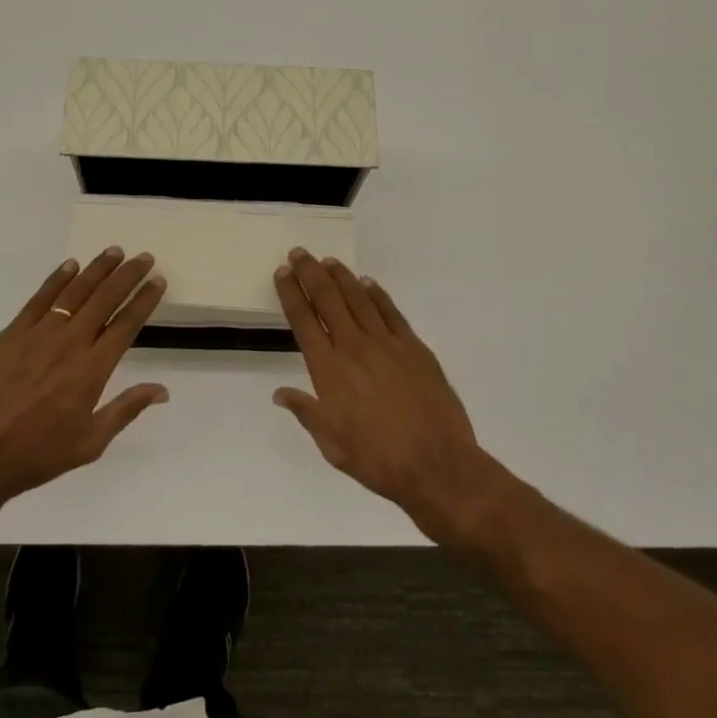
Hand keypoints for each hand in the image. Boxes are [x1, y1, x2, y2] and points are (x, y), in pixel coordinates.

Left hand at [0, 248, 168, 511]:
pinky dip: (56, 279)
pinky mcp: (11, 334)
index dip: (145, 300)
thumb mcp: (91, 441)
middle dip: (127, 275)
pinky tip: (70, 266)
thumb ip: (127, 409)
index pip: (127, 324)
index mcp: (93, 369)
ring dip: (97, 269)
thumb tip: (163, 390)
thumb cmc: (39, 454)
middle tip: (144, 257)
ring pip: (74, 292)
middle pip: (105, 299)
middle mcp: (70, 342)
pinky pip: (39, 299)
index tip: (158, 281)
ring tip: (113, 252)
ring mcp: (38, 334)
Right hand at [273, 250, 510, 545]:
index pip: (303, 320)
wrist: (436, 464)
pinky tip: (369, 284)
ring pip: (359, 299)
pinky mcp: (414, 348)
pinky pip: (391, 313)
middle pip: (328, 299)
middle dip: (311, 273)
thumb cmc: (376, 458)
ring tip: (329, 261)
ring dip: (341, 277)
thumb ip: (306, 412)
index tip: (282, 273)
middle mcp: (354, 347)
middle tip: (300, 253)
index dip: (291, 294)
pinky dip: (378, 295)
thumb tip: (281, 393)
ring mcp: (387, 344)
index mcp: (328, 369)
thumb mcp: (330, 442)